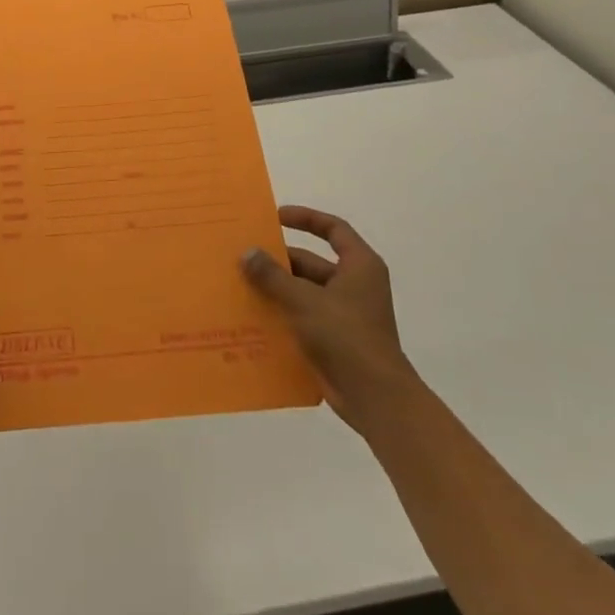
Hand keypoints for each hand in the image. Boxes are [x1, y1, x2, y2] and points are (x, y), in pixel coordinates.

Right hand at [242, 205, 415, 432]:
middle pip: (311, 262)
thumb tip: (247, 253)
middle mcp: (354, 285)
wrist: (375, 397)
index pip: (333, 229)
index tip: (275, 217)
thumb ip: (273, 275)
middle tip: (243, 256)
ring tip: (240, 284)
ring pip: (303, 291)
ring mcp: (345, 313)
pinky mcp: (334, 338)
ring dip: (276, 288)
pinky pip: (302, 316)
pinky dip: (281, 313)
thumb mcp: (304, 300)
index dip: (305, 218)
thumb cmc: (346, 336)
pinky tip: (252, 315)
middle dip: (278, 260)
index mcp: (359, 266)